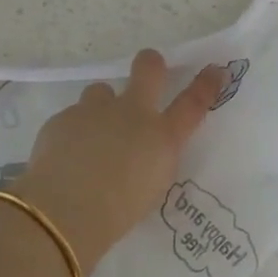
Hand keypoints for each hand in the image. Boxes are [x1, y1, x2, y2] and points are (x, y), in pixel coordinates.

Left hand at [13, 51, 225, 272]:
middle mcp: (131, 113)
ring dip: (102, 107)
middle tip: (150, 69)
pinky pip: (72, 118)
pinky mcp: (63, 118)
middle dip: (151, 64)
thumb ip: (151, 159)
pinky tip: (65, 157)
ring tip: (93, 134)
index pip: (192, 103)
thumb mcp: (151, 187)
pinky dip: (73, 133)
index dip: (205, 84)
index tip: (214, 70)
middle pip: (148, 69)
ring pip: (101, 91)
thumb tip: (143, 147)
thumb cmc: (118, 212)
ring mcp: (95, 110)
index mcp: (161, 137)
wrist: (66, 210)